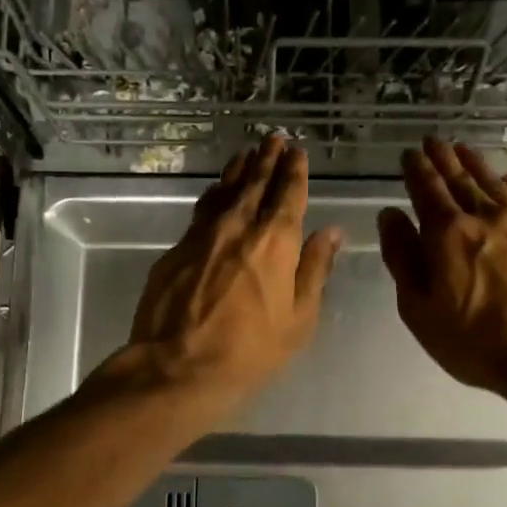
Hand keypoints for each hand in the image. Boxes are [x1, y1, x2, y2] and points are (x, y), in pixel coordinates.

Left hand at [113, 134, 341, 412]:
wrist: (178, 366)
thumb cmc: (249, 350)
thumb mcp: (298, 318)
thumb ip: (314, 270)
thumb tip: (331, 232)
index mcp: (275, 241)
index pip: (288, 194)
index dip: (294, 170)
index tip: (297, 151)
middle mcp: (238, 226)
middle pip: (254, 183)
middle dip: (266, 159)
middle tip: (273, 140)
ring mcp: (202, 235)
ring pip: (223, 191)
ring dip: (238, 170)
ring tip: (247, 155)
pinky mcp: (176, 249)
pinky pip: (201, 211)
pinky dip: (213, 196)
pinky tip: (215, 193)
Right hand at [376, 139, 506, 404]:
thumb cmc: (475, 340)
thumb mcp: (420, 309)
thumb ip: (402, 258)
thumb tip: (390, 216)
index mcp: (446, 234)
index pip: (426, 190)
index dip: (416, 170)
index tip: (409, 153)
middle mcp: (484, 217)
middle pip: (460, 180)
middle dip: (443, 159)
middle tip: (433, 141)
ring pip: (493, 184)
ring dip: (476, 164)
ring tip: (464, 149)